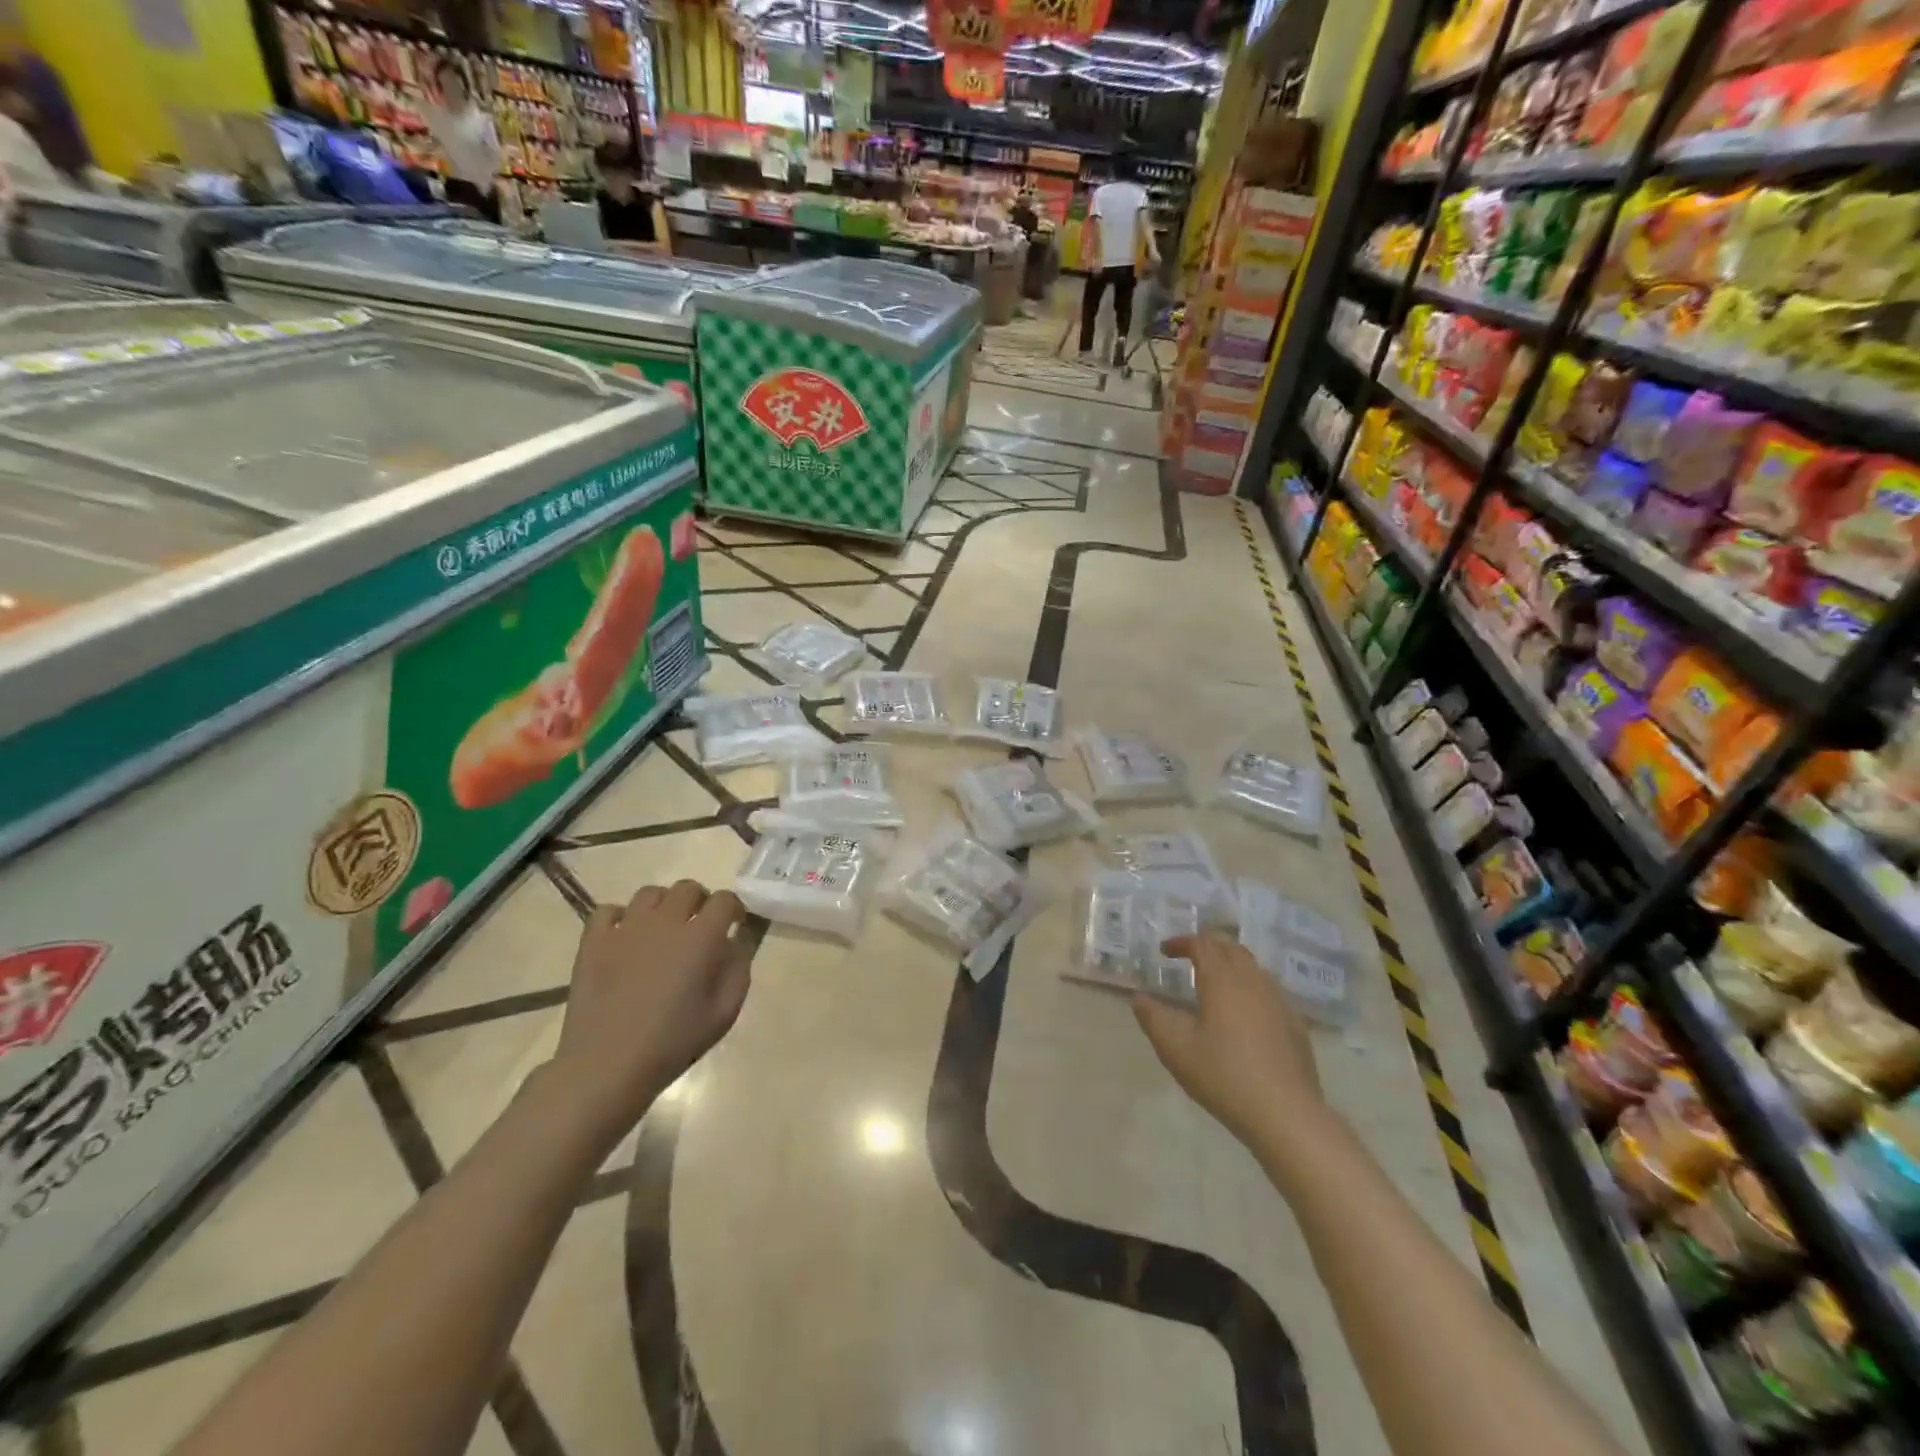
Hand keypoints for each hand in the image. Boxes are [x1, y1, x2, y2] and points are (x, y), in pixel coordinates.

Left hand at [548, 879, 754, 1139]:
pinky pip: (608, 910)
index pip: (725, 899)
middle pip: (688, 888)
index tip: (734, 926)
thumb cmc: (673, 1042)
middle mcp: (665, 921)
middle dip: (700, 902)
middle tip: (699, 928)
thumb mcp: (724, 1013)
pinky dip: (620, 917)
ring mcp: (625, 928)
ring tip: (662, 931)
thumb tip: (737, 942)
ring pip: (650, 893)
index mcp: (701, 937)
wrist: (607, 1066)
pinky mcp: (593, 942)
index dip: (734, 909)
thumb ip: (738, 969)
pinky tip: (625, 938)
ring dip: (663, 905)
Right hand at [1133, 934, 1323, 1146]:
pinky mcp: (1295, 1024)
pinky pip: (1269, 991)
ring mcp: (1279, 1001)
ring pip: (1253, 967)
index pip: (1203, 943)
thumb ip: (1153, 1017)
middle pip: (1231, 948)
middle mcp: (1253, 981)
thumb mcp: (1175, 1048)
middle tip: (1189, 959)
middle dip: (1208, 947)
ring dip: (1231, 965)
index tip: (1165, 952)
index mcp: (1223, 980)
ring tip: (1215, 984)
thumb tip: (1140, 998)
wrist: (1286, 1114)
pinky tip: (1244, 1015)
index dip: (1182, 942)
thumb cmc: (1224, 1075)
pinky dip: (1250, 988)